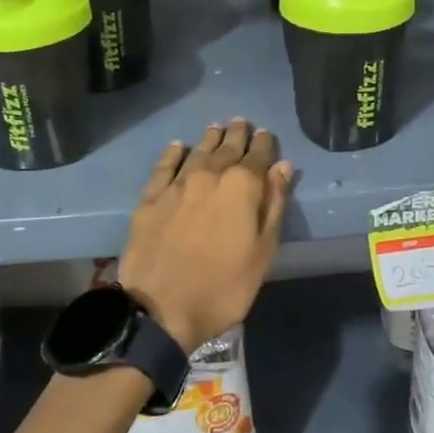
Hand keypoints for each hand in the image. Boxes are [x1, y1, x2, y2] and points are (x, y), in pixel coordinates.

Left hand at [117, 120, 294, 353]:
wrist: (160, 309)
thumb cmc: (224, 287)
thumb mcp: (263, 252)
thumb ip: (274, 205)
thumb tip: (283, 167)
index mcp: (242, 186)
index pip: (259, 155)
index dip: (265, 144)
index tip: (267, 135)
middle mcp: (210, 175)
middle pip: (227, 147)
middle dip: (238, 135)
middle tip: (242, 123)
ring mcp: (177, 184)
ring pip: (197, 151)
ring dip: (210, 138)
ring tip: (217, 128)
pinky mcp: (150, 198)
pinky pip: (164, 166)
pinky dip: (174, 153)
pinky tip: (179, 147)